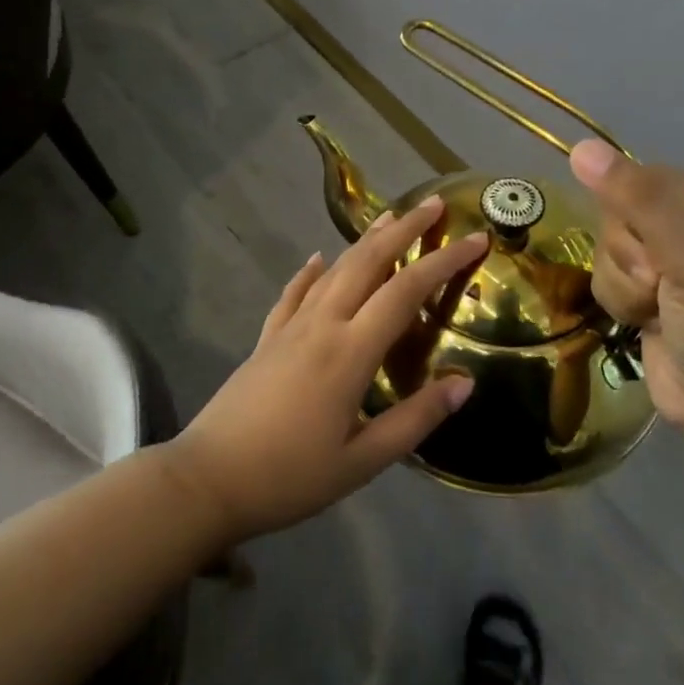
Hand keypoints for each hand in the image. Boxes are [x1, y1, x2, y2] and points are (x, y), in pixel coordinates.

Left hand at [163, 196, 488, 540]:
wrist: (208, 479)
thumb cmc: (290, 476)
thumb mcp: (363, 461)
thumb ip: (415, 420)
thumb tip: (464, 382)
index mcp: (349, 352)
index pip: (405, 291)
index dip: (443, 261)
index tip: (475, 238)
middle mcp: (321, 325)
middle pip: (366, 262)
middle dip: (402, 229)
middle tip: (432, 205)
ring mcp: (289, 328)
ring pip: (332, 270)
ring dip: (363, 241)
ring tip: (388, 218)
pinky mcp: (266, 339)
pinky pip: (293, 293)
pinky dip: (310, 271)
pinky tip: (316, 258)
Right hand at [570, 139, 683, 431]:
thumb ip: (639, 200)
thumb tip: (582, 148)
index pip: (636, 179)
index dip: (631, 217)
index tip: (658, 254)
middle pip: (615, 214)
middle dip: (627, 256)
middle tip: (662, 286)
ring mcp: (667, 259)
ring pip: (603, 248)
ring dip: (622, 284)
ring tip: (656, 308)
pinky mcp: (646, 290)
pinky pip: (603, 276)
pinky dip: (618, 301)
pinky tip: (646, 320)